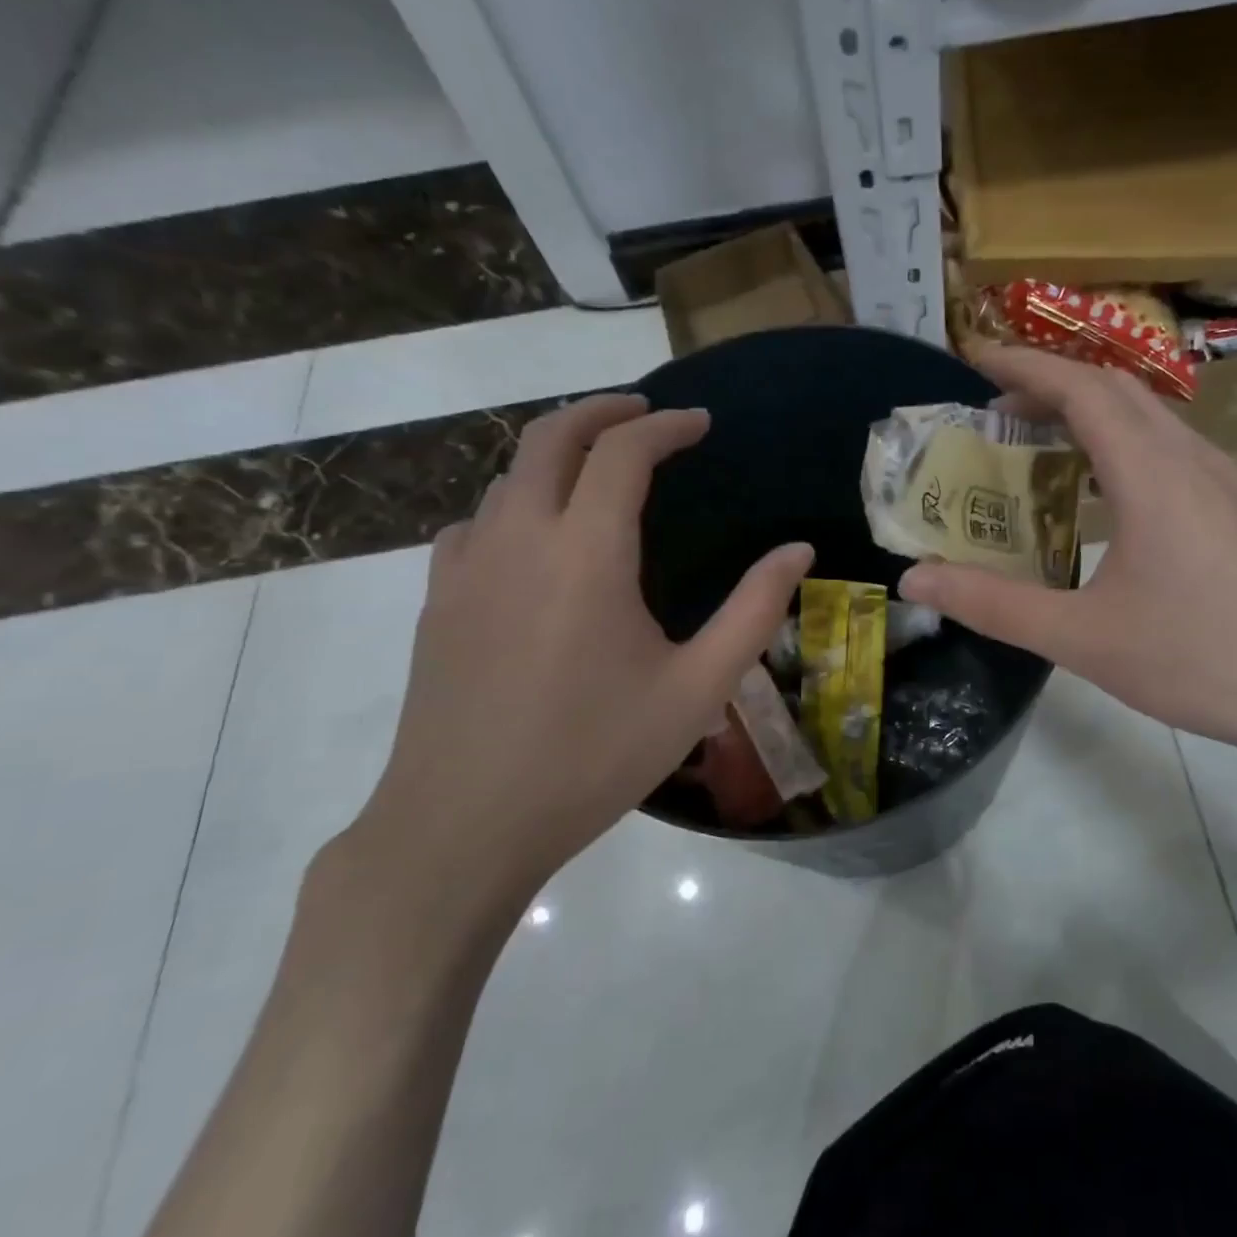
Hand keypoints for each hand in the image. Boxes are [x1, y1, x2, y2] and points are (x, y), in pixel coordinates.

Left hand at [348, 394, 811, 912]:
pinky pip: (476, 522)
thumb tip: (798, 551)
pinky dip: (515, 503)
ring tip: (600, 471)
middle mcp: (519, 537)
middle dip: (602, 410)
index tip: (699, 424)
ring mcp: (467, 566)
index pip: (623, 452)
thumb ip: (754, 611)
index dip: (666, 426)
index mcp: (586, 552)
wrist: (465, 825)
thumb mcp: (698, 689)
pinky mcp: (438, 600)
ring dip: (557, 454)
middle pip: (550, 436)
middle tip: (646, 413)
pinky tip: (536, 539)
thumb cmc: (594, 756)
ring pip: (508, 475)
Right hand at [899, 346, 1236, 762]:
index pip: (1080, 388)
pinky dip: (1115, 440)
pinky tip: (1094, 486)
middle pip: (1112, 388)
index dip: (1022, 366)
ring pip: (1143, 414)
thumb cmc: (1199, 659)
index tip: (971, 359)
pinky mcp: (1230, 504)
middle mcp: (1187, 457)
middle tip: (990, 408)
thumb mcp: (1082, 638)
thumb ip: (993, 605)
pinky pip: (1162, 445)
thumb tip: (915, 582)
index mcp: (1151, 473)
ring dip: (1083, 409)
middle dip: (1047, 382)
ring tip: (1032, 439)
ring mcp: (1217, 478)